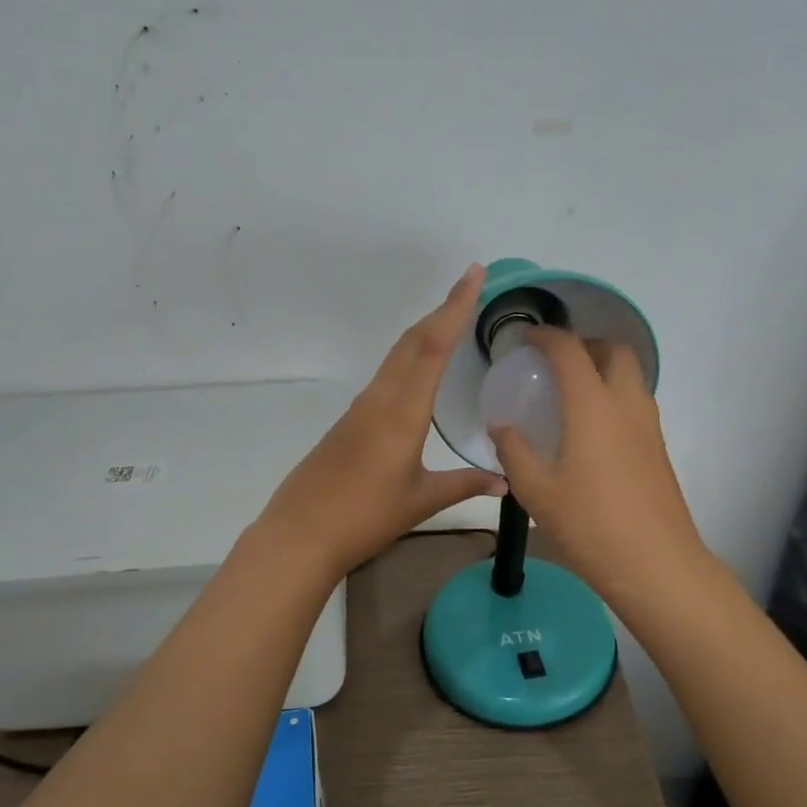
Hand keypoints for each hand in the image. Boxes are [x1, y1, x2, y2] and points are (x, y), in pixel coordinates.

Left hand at [258, 265, 507, 574]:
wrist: (301, 533)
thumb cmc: (365, 517)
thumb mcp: (421, 501)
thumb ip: (465, 485)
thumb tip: (506, 482)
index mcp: (402, 413)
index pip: (433, 347)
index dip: (455, 307)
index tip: (473, 273)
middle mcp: (380, 398)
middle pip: (413, 341)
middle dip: (442, 309)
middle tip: (470, 286)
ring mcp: (360, 407)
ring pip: (396, 355)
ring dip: (424, 331)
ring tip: (451, 318)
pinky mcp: (349, 420)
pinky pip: (385, 374)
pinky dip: (408, 356)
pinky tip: (419, 368)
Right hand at [490, 327, 706, 603]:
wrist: (656, 564)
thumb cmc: (590, 525)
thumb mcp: (536, 491)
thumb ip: (514, 452)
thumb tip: (501, 427)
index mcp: (592, 406)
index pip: (569, 350)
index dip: (546, 337)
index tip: (526, 340)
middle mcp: (626, 404)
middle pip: (615, 350)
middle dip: (585, 344)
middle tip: (556, 363)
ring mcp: (649, 426)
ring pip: (632, 376)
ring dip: (604, 369)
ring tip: (571, 394)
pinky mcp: (658, 448)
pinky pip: (636, 402)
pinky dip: (614, 395)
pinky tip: (591, 430)